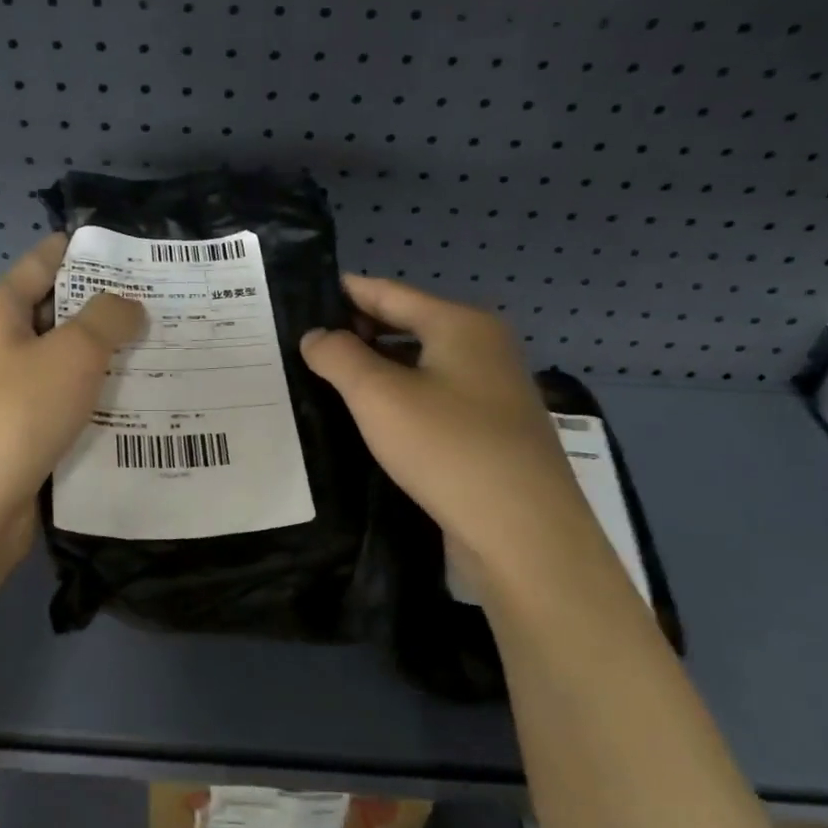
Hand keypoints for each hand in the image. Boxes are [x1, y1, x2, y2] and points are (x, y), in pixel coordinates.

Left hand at [0, 234, 144, 574]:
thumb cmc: (15, 414)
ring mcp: (3, 393)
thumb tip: (129, 306)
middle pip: (57, 313)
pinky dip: (95, 401)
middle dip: (108, 309)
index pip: (44, 261)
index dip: (86, 251)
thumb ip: (107, 318)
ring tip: (166, 351)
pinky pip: (63, 405)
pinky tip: (140, 405)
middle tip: (168, 305)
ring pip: (64, 364)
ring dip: (107, 360)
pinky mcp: (17, 434)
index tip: (136, 251)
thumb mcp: (72, 353)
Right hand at [300, 275, 584, 565]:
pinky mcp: (491, 430)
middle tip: (305, 344)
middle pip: (407, 324)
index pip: (388, 292)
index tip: (302, 297)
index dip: (344, 292)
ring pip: (420, 364)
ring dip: (376, 367)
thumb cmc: (449, 449)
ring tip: (327, 378)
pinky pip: (434, 396)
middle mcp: (483, 347)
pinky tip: (370, 416)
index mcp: (461, 324)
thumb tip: (316, 336)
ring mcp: (492, 390)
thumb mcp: (378, 396)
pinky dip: (400, 397)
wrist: (525, 535)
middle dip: (357, 332)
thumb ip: (339, 356)